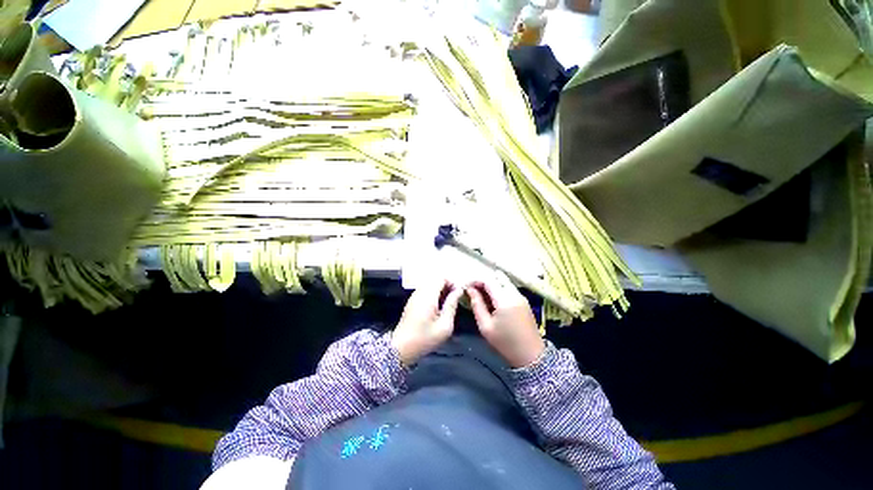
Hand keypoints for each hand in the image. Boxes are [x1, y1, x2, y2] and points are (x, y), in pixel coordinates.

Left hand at [391, 280, 463, 365]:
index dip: (452, 282)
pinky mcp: (412, 301)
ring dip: (440, 290)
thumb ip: (452, 306)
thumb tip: (458, 291)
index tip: (458, 293)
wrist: (401, 348)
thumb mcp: (444, 326)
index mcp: (428, 296)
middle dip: (447, 286)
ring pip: (430, 285)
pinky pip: (425, 291)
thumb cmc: (424, 339)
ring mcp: (414, 296)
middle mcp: (420, 292)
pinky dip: (433, 294)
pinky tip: (437, 308)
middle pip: (435, 279)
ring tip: (447, 304)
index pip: (441, 278)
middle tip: (454, 299)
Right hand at [466, 275, 544, 368]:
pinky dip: (499, 288)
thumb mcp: (485, 326)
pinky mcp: (524, 300)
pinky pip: (509, 287)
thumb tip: (470, 290)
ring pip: (503, 281)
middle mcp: (514, 293)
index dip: (475, 280)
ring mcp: (521, 296)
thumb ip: (477, 305)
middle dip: (483, 281)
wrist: (531, 356)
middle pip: (496, 277)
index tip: (466, 287)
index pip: (488, 280)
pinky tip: (493, 299)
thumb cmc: (505, 343)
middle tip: (473, 290)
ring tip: (482, 295)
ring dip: (491, 284)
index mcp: (504, 300)